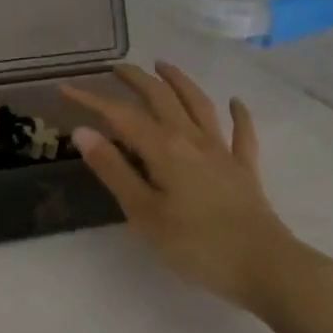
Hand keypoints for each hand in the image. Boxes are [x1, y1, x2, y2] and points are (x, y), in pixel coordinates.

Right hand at [63, 62, 332, 319]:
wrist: (266, 267)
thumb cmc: (196, 245)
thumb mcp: (144, 213)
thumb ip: (114, 170)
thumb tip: (83, 132)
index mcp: (164, 148)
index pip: (120, 115)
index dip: (92, 99)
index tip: (67, 88)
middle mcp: (192, 139)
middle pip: (161, 98)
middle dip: (136, 79)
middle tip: (116, 68)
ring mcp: (222, 152)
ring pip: (199, 105)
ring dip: (180, 81)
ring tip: (164, 65)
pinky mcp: (245, 170)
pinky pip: (242, 134)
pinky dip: (239, 115)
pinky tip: (235, 102)